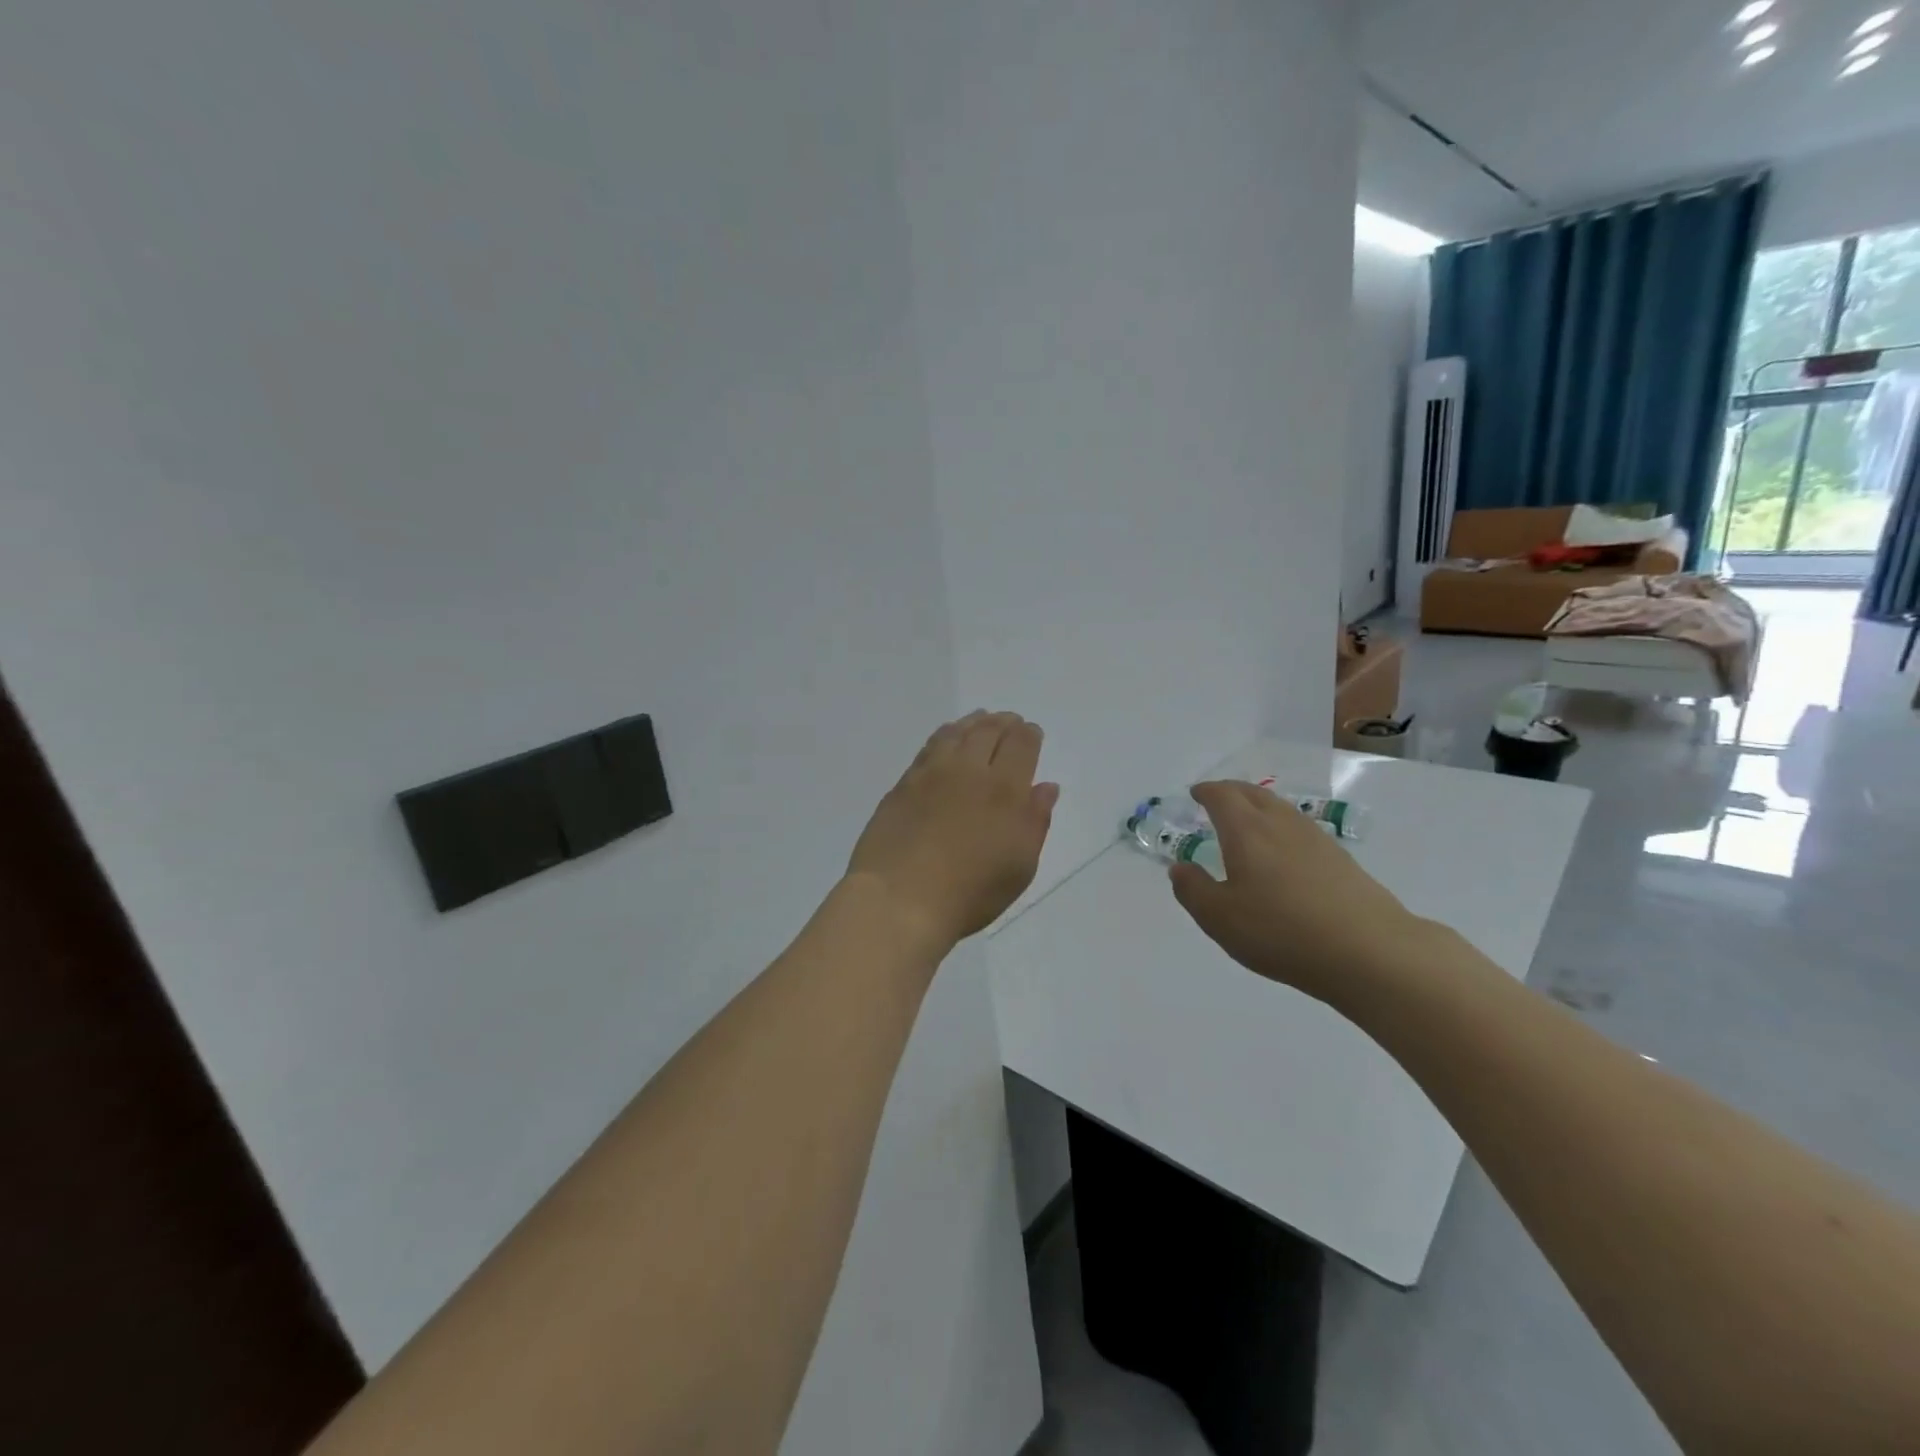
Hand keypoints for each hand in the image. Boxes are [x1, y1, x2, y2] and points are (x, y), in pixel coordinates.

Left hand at [847, 712, 1059, 950]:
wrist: (900, 899)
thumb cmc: (970, 892)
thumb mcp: (1020, 866)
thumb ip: (1036, 821)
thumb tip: (1046, 786)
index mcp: (1005, 789)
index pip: (1021, 745)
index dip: (1029, 735)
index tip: (1032, 733)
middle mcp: (969, 770)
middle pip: (989, 731)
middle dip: (1004, 722)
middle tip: (1010, 721)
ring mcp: (931, 774)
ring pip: (956, 733)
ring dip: (973, 723)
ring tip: (980, 721)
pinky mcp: (903, 784)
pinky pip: (929, 747)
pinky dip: (945, 736)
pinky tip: (946, 741)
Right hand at [1168, 781, 1422, 1003]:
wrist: (1369, 952)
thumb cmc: (1281, 931)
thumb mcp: (1220, 918)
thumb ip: (1193, 890)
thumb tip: (1180, 867)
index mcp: (1246, 831)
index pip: (1222, 796)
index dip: (1206, 792)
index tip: (1195, 794)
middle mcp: (1280, 824)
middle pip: (1253, 794)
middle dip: (1231, 792)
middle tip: (1216, 799)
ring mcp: (1315, 839)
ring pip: (1280, 809)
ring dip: (1258, 806)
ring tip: (1247, 821)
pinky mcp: (1340, 859)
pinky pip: (1300, 828)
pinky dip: (1281, 827)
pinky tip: (1283, 851)